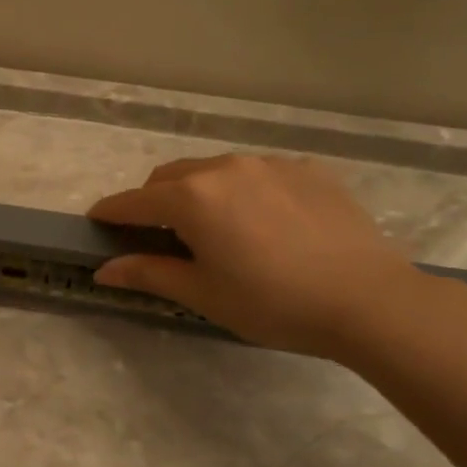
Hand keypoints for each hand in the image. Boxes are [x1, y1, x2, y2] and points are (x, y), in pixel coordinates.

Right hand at [87, 154, 426, 359]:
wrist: (370, 300)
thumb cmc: (273, 302)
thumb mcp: (203, 294)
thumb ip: (148, 273)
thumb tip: (103, 269)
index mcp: (192, 198)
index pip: (134, 201)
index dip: (111, 212)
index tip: (96, 221)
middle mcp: (225, 168)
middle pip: (170, 177)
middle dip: (153, 200)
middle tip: (158, 234)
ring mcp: (270, 164)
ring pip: (215, 170)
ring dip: (199, 192)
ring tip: (216, 228)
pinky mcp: (308, 170)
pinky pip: (258, 173)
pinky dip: (244, 190)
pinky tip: (265, 222)